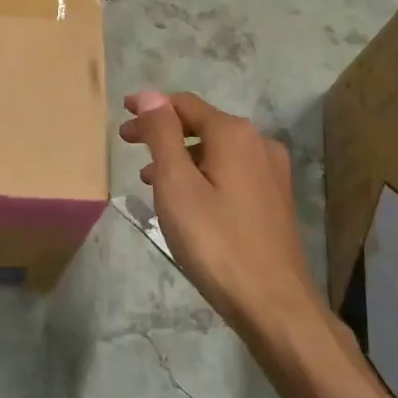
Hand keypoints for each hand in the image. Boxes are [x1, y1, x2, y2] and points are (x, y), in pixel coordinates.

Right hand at [119, 90, 319, 336]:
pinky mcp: (275, 199)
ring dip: (181, 155)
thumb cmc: (216, 241)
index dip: (151, 107)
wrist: (274, 304)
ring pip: (216, 150)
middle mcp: (258, 143)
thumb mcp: (176, 184)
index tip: (123, 115)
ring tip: (149, 178)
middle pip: (201, 124)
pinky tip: (186, 199)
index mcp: (234, 134)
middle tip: (129, 145)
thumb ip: (163, 135)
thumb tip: (149, 94)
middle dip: (163, 131)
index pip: (184, 104)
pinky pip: (231, 171)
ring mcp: (272, 172)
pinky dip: (202, 173)